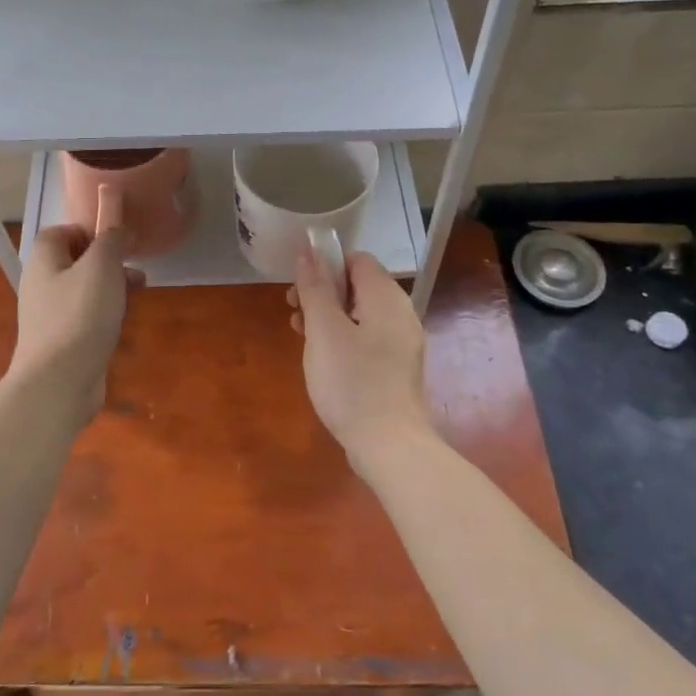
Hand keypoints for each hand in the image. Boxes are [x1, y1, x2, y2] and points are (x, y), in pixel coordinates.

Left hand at [10, 224, 142, 420]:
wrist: (59, 381)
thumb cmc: (79, 315)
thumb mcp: (102, 267)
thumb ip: (111, 241)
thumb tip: (118, 231)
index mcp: (43, 260)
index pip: (61, 231)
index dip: (89, 231)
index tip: (116, 242)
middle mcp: (41, 284)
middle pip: (76, 261)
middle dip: (109, 262)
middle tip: (134, 271)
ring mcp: (50, 315)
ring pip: (85, 290)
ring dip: (113, 288)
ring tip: (138, 294)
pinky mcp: (62, 341)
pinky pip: (86, 317)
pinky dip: (106, 315)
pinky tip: (123, 323)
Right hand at [288, 247, 430, 477]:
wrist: (390, 445)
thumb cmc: (352, 382)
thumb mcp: (324, 331)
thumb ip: (315, 288)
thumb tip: (308, 250)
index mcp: (386, 297)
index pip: (357, 260)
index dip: (326, 264)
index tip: (299, 286)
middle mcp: (401, 314)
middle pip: (359, 286)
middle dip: (323, 292)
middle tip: (293, 311)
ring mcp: (402, 343)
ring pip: (361, 314)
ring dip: (329, 316)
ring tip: (301, 335)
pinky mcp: (397, 368)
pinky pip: (368, 338)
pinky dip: (344, 338)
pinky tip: (323, 358)